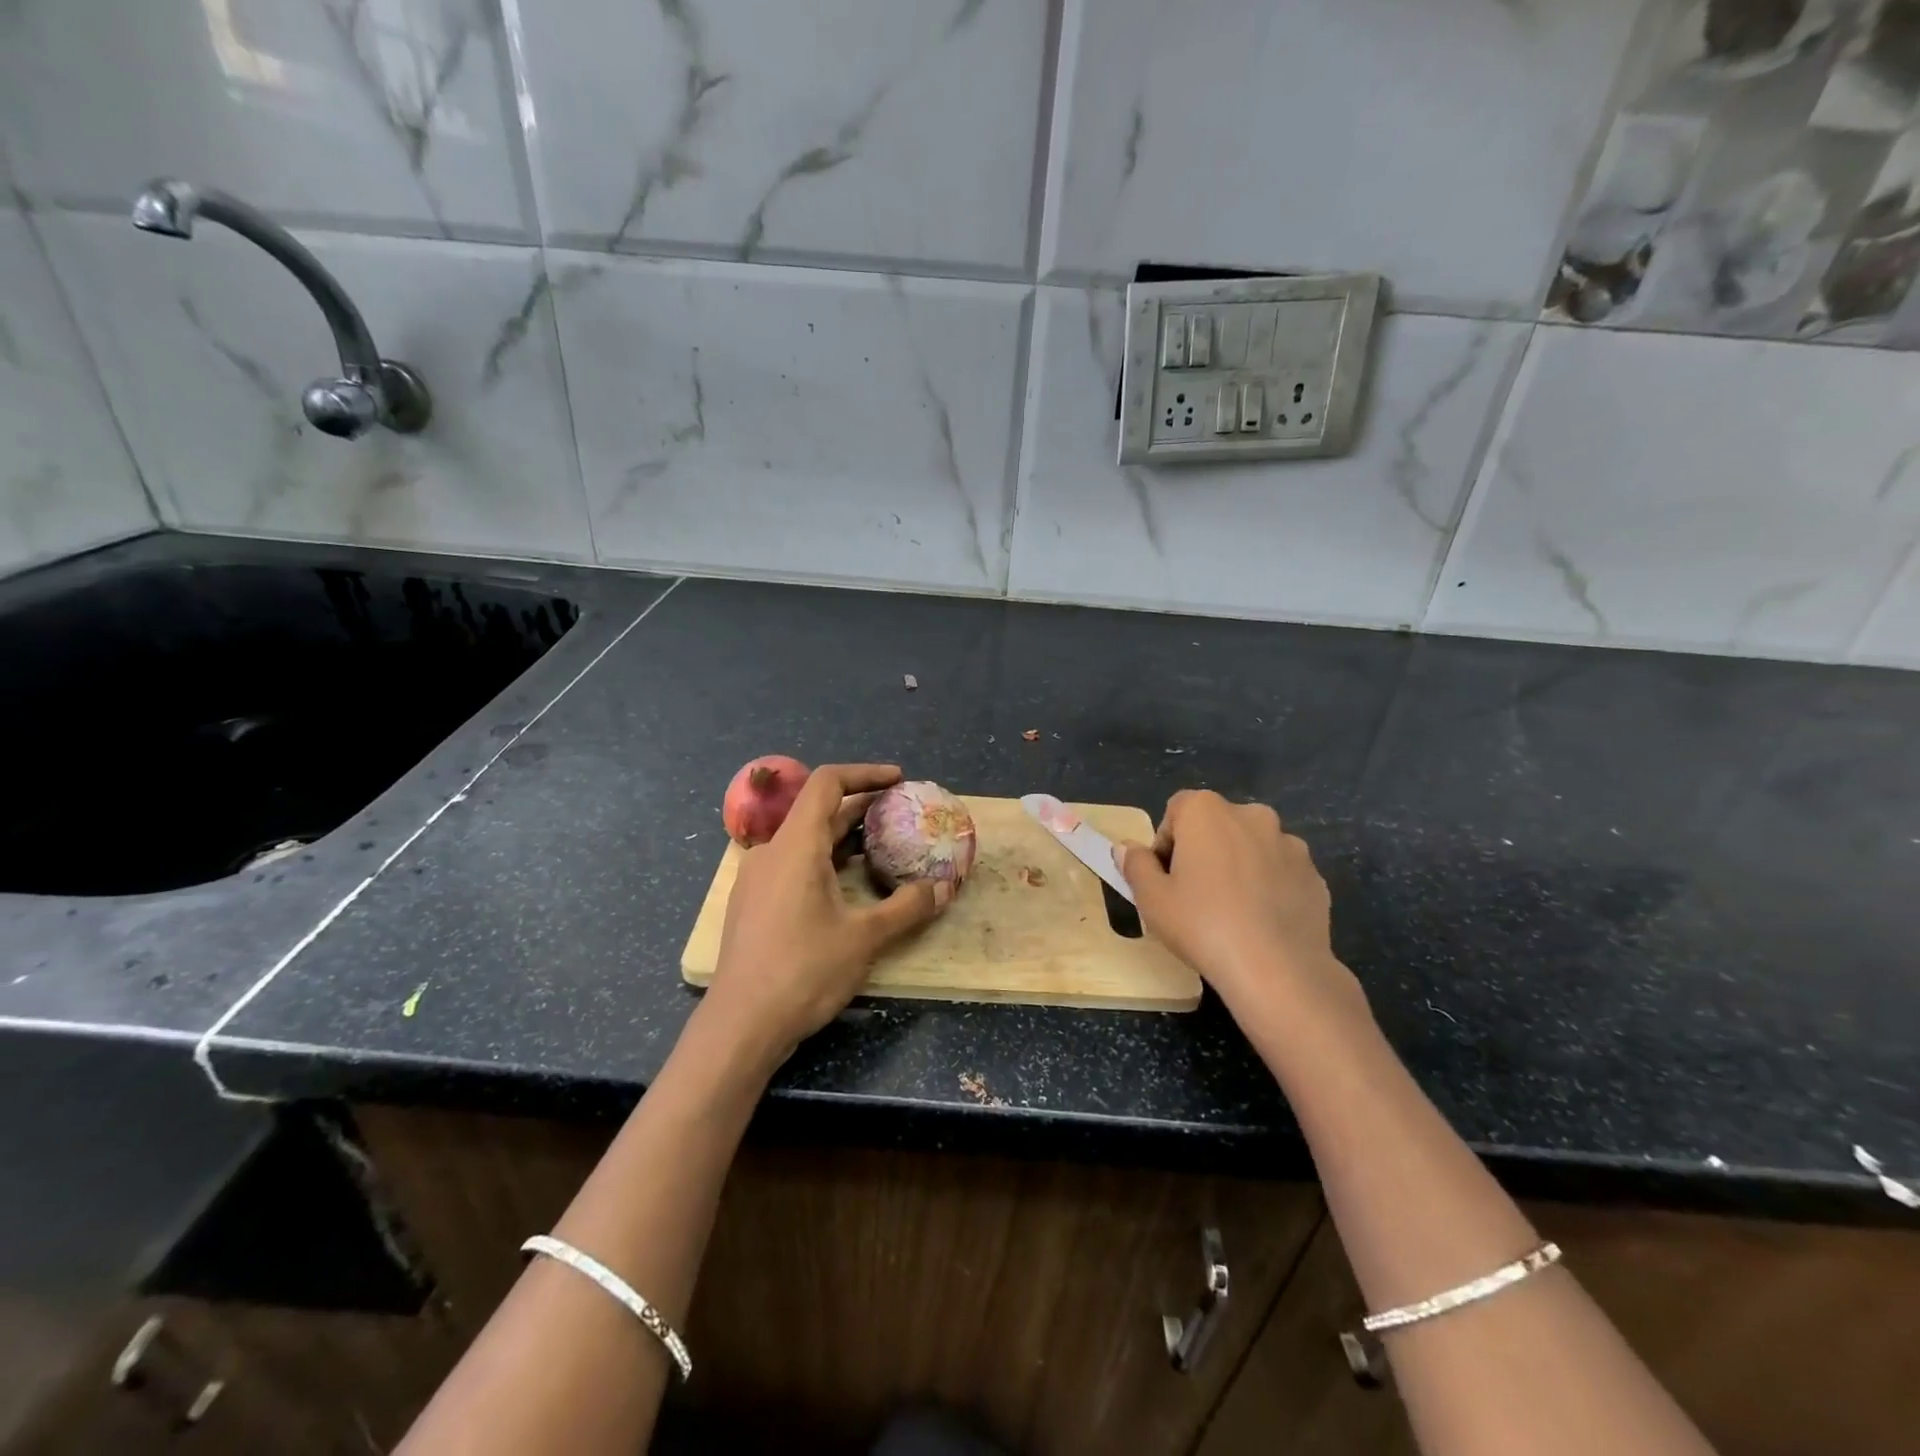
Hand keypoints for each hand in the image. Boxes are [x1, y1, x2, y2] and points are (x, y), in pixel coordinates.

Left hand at [702, 763, 945, 1064]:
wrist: (740, 1025)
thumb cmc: (804, 972)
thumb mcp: (865, 938)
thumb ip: (908, 907)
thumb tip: (945, 887)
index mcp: (796, 845)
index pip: (827, 783)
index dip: (865, 773)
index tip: (898, 779)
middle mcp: (771, 852)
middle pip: (817, 810)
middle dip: (861, 806)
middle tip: (900, 814)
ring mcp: (757, 879)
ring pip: (805, 840)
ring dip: (843, 836)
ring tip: (881, 847)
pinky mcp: (752, 904)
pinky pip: (792, 864)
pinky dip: (824, 860)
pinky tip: (846, 885)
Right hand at [1117, 790, 1364, 1022]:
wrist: (1278, 969)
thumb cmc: (1202, 925)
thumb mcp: (1152, 898)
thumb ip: (1136, 865)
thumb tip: (1127, 849)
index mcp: (1207, 811)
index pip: (1177, 810)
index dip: (1166, 842)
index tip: (1166, 878)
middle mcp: (1251, 815)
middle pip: (1217, 825)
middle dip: (1204, 851)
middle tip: (1194, 894)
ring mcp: (1289, 844)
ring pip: (1251, 848)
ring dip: (1238, 866)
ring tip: (1231, 911)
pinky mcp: (1314, 874)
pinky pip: (1280, 873)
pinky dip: (1268, 887)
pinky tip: (1260, 922)